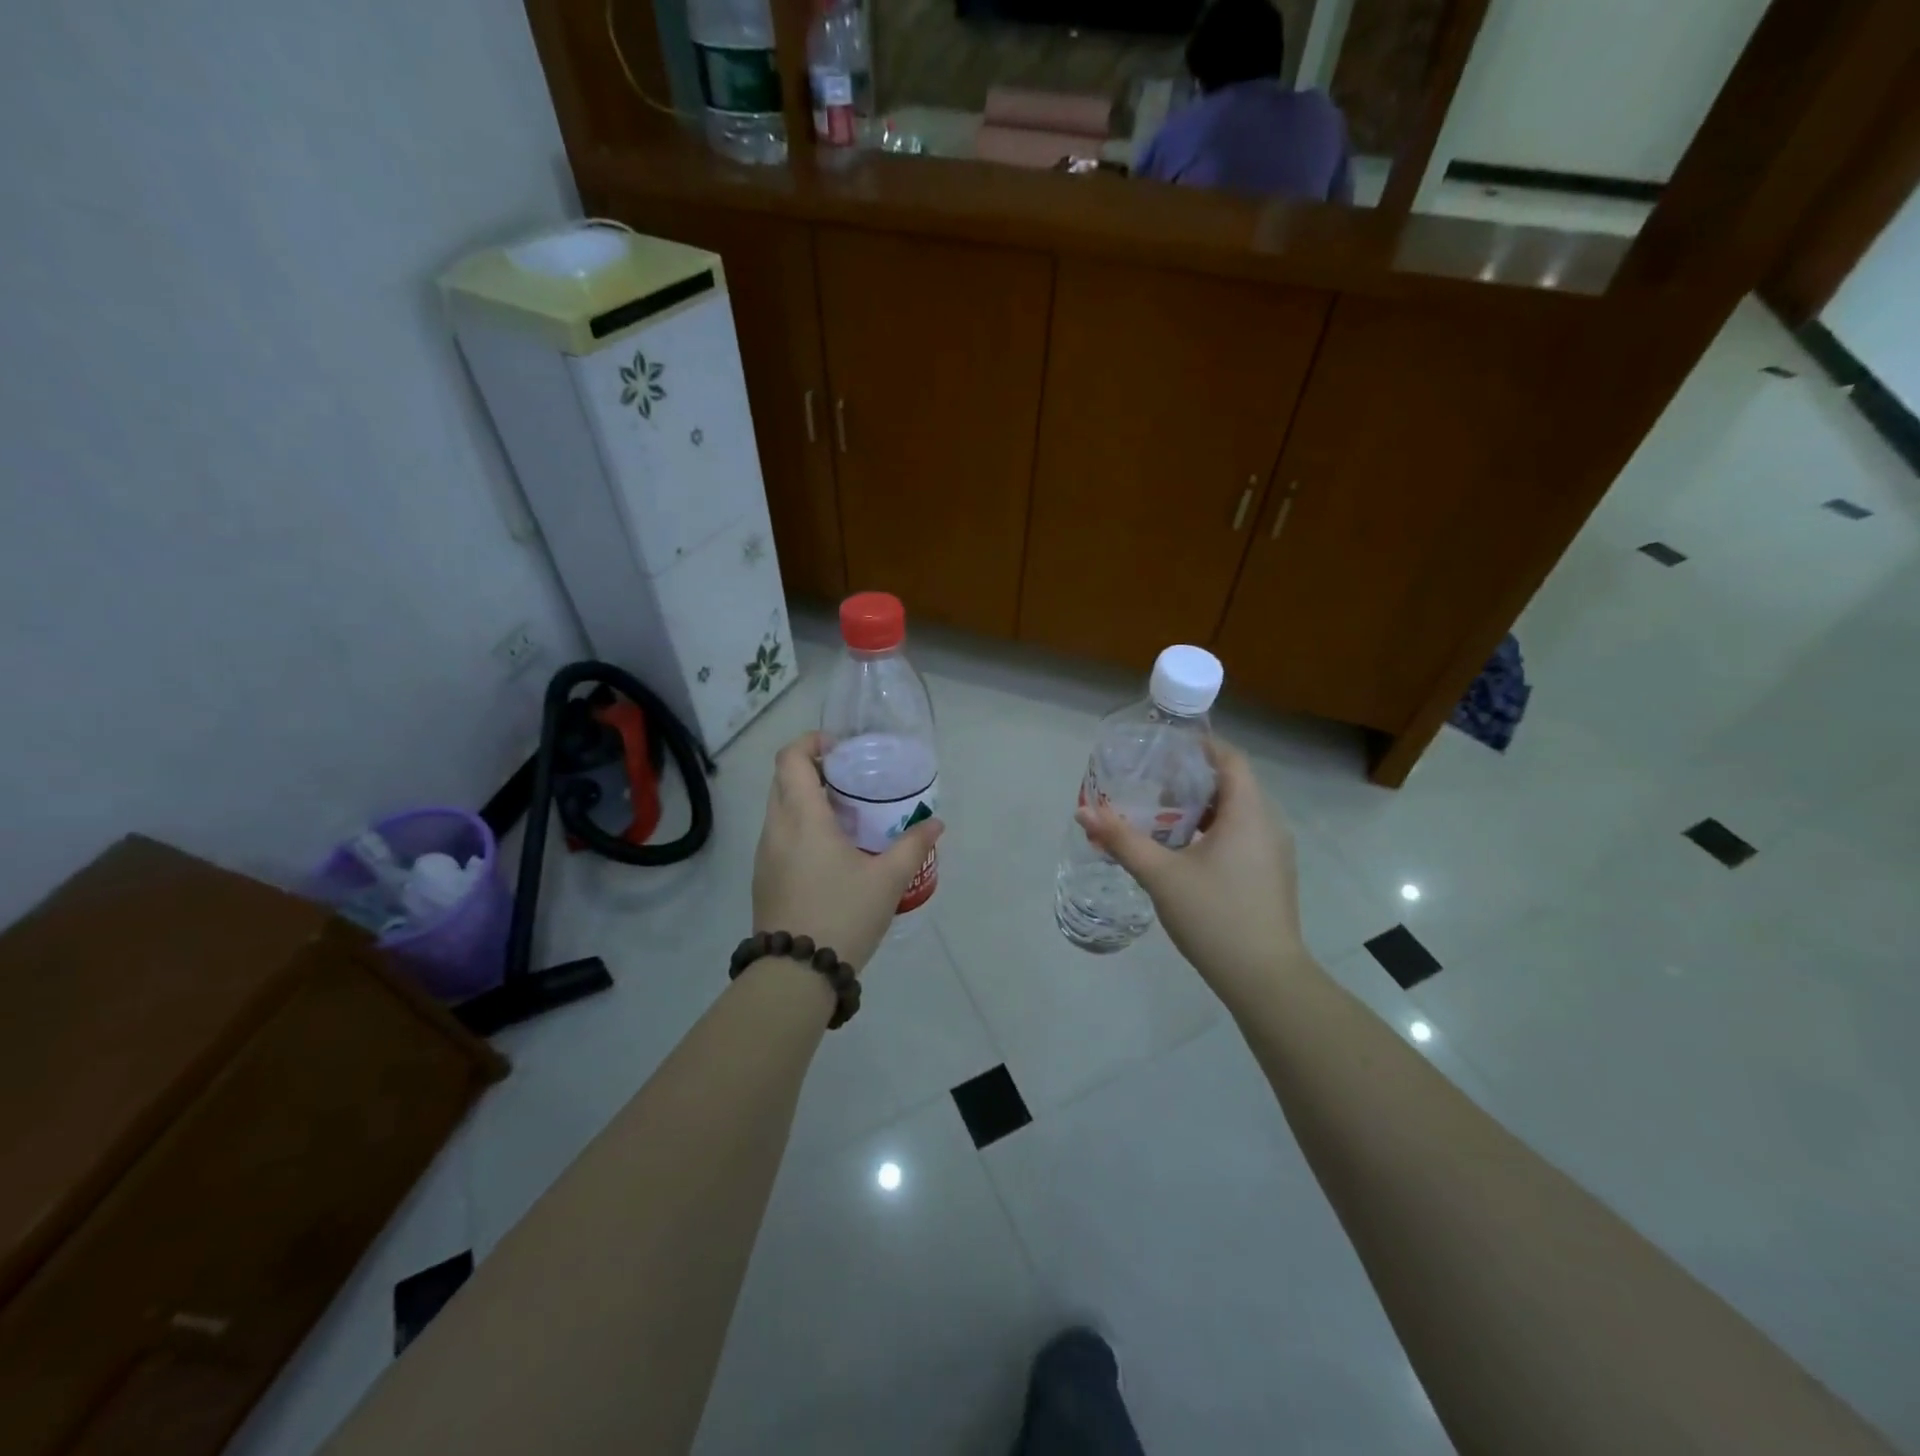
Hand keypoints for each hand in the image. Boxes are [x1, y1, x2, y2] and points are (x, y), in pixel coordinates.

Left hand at [752, 732, 943, 971]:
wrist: (795, 974)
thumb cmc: (842, 915)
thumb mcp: (887, 880)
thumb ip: (912, 846)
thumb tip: (936, 823)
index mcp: (802, 817)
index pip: (790, 758)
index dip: (812, 742)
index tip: (841, 749)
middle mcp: (775, 828)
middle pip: (783, 779)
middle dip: (813, 768)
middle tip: (850, 780)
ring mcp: (764, 854)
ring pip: (779, 808)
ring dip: (806, 799)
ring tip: (845, 815)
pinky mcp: (763, 877)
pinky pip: (778, 834)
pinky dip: (799, 825)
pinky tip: (830, 850)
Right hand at [1076, 739, 1303, 997]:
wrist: (1265, 978)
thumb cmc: (1214, 916)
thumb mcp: (1161, 875)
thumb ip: (1123, 840)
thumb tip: (1084, 811)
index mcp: (1248, 813)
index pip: (1231, 759)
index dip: (1200, 746)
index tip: (1166, 747)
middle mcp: (1269, 823)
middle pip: (1233, 783)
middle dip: (1194, 778)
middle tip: (1153, 782)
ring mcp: (1275, 851)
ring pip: (1239, 812)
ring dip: (1204, 807)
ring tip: (1164, 814)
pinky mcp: (1273, 874)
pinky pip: (1245, 835)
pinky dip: (1216, 830)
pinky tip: (1187, 850)